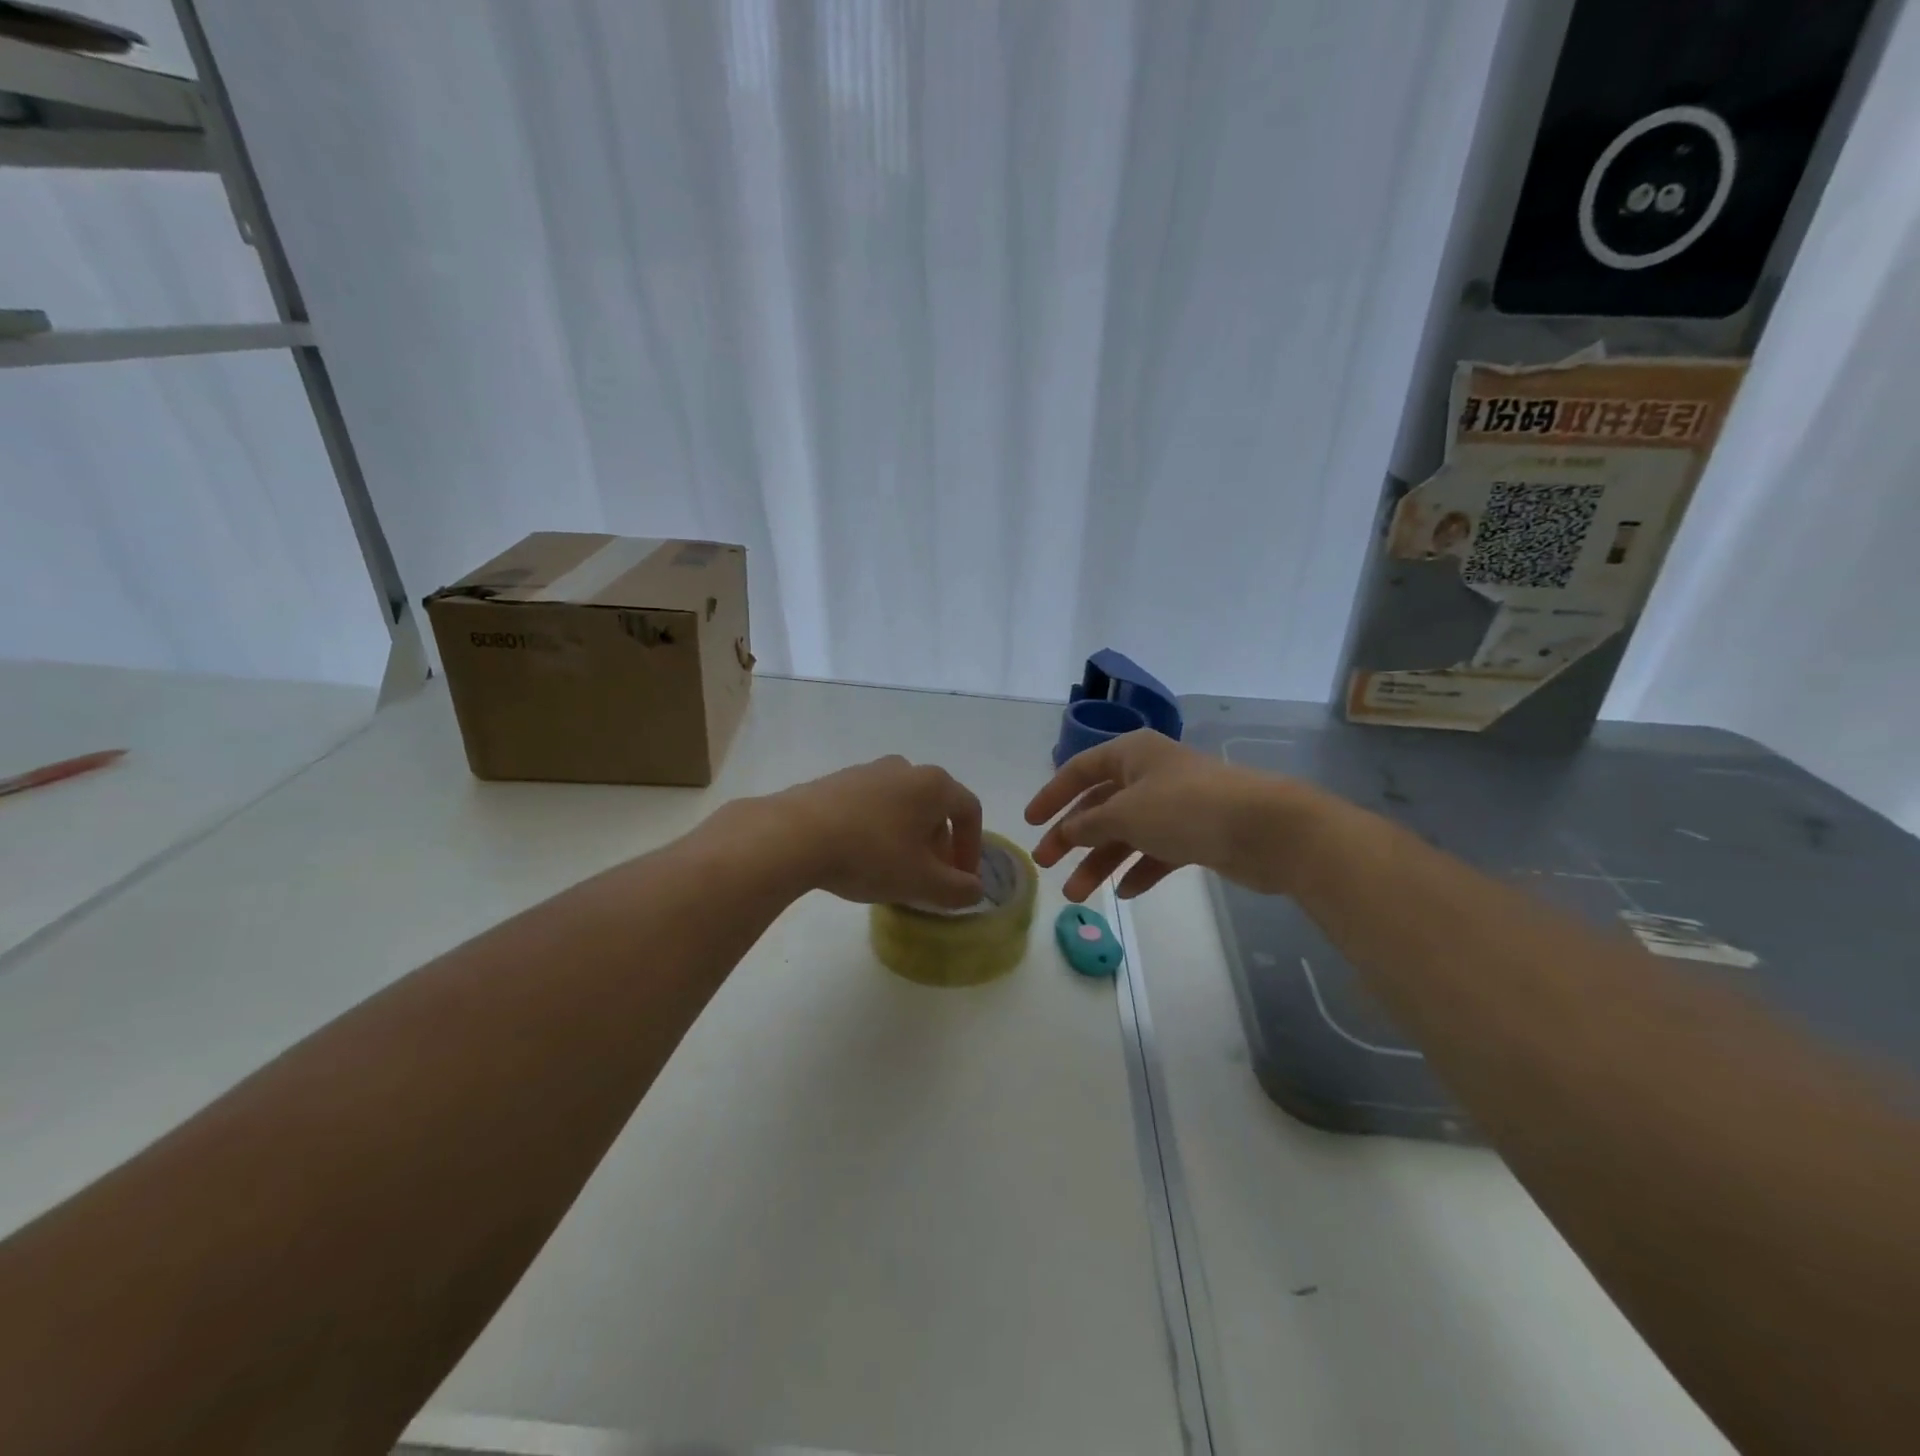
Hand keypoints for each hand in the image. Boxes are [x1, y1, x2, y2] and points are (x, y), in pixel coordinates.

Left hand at [761, 756, 984, 908]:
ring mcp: (867, 771)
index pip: (969, 811)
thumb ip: (957, 889)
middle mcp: (904, 768)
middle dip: (939, 844)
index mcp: (933, 784)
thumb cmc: (870, 854)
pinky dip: (878, 829)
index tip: (962, 878)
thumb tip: (975, 890)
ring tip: (894, 869)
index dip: (972, 847)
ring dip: (908, 836)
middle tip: (930, 877)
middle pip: (935, 806)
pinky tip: (860, 856)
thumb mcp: (921, 882)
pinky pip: (871, 805)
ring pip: (901, 805)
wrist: (794, 835)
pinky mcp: (836, 781)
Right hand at [1025, 731, 1304, 901]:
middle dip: (1072, 837)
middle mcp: (1150, 774)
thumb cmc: (1185, 808)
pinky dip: (1139, 869)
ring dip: (1100, 862)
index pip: (1079, 770)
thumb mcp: (1125, 813)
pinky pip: (1156, 851)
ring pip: (1126, 833)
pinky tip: (1127, 891)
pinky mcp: (1195, 833)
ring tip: (1078, 896)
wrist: (1264, 828)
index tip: (1029, 823)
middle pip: (1099, 806)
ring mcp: (1174, 805)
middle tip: (1046, 865)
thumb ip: (1089, 825)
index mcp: (1131, 754)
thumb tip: (1067, 833)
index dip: (1052, 795)